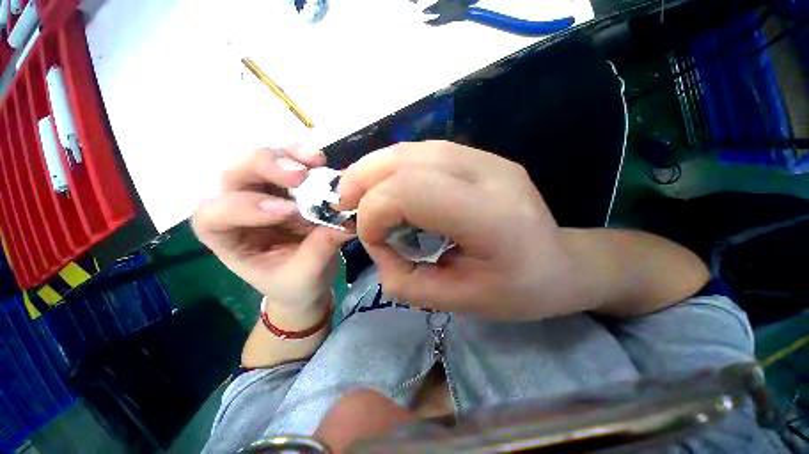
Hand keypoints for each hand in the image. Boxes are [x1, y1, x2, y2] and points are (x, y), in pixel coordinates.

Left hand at [192, 145, 350, 308]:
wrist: (307, 280)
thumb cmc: (295, 283)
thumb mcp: (305, 274)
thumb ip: (321, 248)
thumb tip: (348, 221)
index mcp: (228, 238)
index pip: (216, 215)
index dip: (246, 208)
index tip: (289, 212)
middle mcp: (240, 208)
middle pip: (236, 175)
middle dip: (266, 169)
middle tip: (300, 176)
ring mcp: (266, 193)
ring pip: (263, 161)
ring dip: (289, 156)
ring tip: (316, 161)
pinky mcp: (290, 187)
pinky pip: (291, 162)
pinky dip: (305, 157)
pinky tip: (320, 160)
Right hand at [336, 141, 575, 318]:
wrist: (562, 264)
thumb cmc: (517, 291)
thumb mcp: (457, 301)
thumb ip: (405, 279)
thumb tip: (375, 244)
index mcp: (491, 216)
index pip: (413, 191)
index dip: (376, 211)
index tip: (369, 238)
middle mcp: (490, 174)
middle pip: (408, 160)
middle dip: (364, 180)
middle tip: (345, 204)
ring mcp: (488, 159)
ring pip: (414, 148)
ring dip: (375, 168)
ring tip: (359, 193)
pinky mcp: (482, 157)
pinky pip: (425, 152)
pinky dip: (395, 167)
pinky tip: (389, 186)